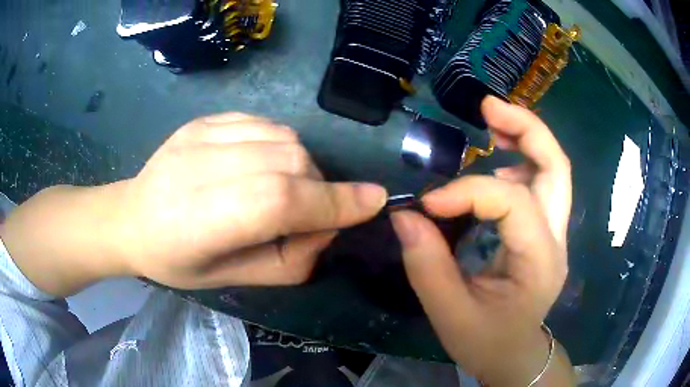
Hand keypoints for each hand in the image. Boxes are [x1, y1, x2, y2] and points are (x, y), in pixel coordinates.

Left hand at [113, 113, 387, 288]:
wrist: (129, 217)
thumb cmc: (175, 261)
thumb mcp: (232, 280)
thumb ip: (288, 261)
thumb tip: (330, 227)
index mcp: (200, 220)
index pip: (280, 200)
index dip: (333, 201)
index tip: (375, 200)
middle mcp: (200, 167)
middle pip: (289, 161)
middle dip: (317, 187)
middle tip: (306, 210)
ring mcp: (200, 134)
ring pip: (283, 136)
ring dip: (300, 164)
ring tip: (281, 186)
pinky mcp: (203, 119)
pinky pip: (264, 122)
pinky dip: (279, 143)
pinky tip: (261, 162)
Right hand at [391, 97, 572, 385]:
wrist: (514, 355)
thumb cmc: (487, 342)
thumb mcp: (450, 314)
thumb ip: (427, 266)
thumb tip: (405, 215)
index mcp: (540, 261)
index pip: (511, 203)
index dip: (467, 191)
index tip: (428, 203)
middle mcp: (556, 239)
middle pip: (557, 167)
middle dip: (526, 128)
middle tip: (488, 107)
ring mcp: (554, 233)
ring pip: (553, 169)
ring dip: (525, 139)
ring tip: (491, 122)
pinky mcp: (543, 232)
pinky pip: (539, 184)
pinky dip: (519, 163)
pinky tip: (495, 165)